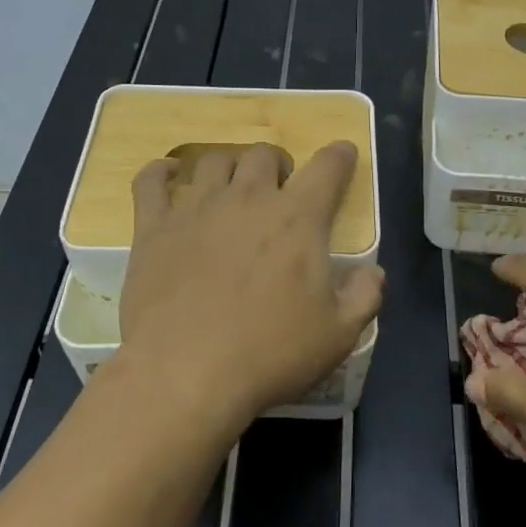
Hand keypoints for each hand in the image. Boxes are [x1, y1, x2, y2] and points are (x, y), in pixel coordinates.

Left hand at [116, 141, 385, 430]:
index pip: (327, 168)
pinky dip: (160, 171)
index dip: (339, 156)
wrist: (185, 373)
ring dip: (230, 166)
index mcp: (297, 219)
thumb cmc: (269, 354)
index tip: (342, 153)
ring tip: (232, 186)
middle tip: (280, 189)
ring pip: (214, 160)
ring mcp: (196, 208)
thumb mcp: (338, 336)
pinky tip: (168, 174)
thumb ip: (364, 297)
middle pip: (265, 154)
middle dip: (279, 164)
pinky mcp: (153, 227)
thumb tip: (374, 272)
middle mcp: (248, 199)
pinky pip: (151, 181)